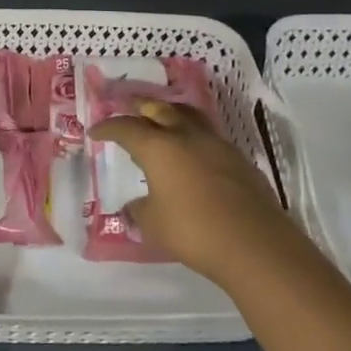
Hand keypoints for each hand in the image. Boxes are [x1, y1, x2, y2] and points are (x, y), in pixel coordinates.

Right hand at [89, 100, 309, 290]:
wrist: (255, 244)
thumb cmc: (193, 231)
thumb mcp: (153, 224)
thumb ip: (139, 209)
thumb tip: (135, 205)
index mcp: (159, 148)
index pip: (126, 128)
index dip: (108, 128)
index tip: (96, 132)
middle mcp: (187, 137)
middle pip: (161, 109)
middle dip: (141, 107)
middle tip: (130, 109)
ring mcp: (217, 145)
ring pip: (190, 117)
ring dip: (172, 115)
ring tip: (163, 121)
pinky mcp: (239, 160)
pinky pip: (210, 138)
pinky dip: (194, 138)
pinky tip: (193, 154)